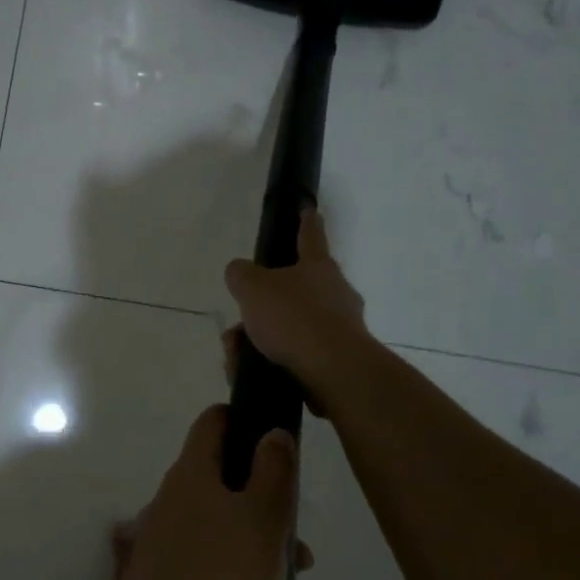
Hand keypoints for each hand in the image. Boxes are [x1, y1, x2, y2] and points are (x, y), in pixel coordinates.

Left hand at [106, 405, 304, 579]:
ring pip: (232, 549)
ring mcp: (167, 549)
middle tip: (304, 559)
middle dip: (275, 525)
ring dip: (274, 579)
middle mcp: (173, 505)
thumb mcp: (264, 518)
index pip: (213, 424)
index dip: (244, 420)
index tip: (277, 438)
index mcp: (192, 475)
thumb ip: (274, 471)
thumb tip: (272, 432)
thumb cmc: (225, 575)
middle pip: (231, 495)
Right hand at [223, 208, 370, 416]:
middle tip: (238, 325)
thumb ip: (241, 275)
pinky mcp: (337, 359)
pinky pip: (295, 354)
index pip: (309, 236)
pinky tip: (253, 371)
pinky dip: (271, 360)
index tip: (308, 208)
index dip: (305, 221)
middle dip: (262, 307)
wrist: (333, 370)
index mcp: (317, 267)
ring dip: (260, 339)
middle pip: (293, 291)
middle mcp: (335, 292)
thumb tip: (240, 272)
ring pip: (290, 327)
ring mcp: (340, 326)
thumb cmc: (294, 318)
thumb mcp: (253, 288)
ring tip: (238, 356)